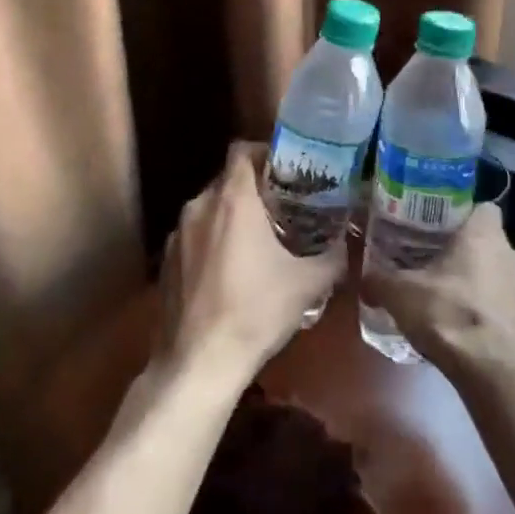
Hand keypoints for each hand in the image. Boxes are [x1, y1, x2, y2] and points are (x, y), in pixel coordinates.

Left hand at [157, 141, 346, 382]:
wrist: (198, 363)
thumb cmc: (255, 312)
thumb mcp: (307, 285)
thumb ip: (332, 257)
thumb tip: (348, 244)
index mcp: (233, 200)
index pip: (242, 150)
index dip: (265, 151)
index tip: (288, 168)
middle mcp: (200, 206)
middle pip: (228, 179)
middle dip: (254, 188)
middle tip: (283, 206)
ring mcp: (178, 234)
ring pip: (210, 208)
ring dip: (233, 216)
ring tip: (260, 239)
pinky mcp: (167, 261)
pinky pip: (195, 235)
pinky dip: (213, 240)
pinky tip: (231, 271)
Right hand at [361, 203, 514, 368]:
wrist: (494, 372)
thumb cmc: (449, 313)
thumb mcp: (400, 294)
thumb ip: (379, 281)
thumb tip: (364, 280)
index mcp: (486, 235)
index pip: (482, 209)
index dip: (463, 217)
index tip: (440, 231)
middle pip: (492, 244)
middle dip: (469, 256)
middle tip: (439, 269)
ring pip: (502, 278)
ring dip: (483, 287)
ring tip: (452, 304)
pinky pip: (509, 310)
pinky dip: (493, 317)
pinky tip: (468, 334)